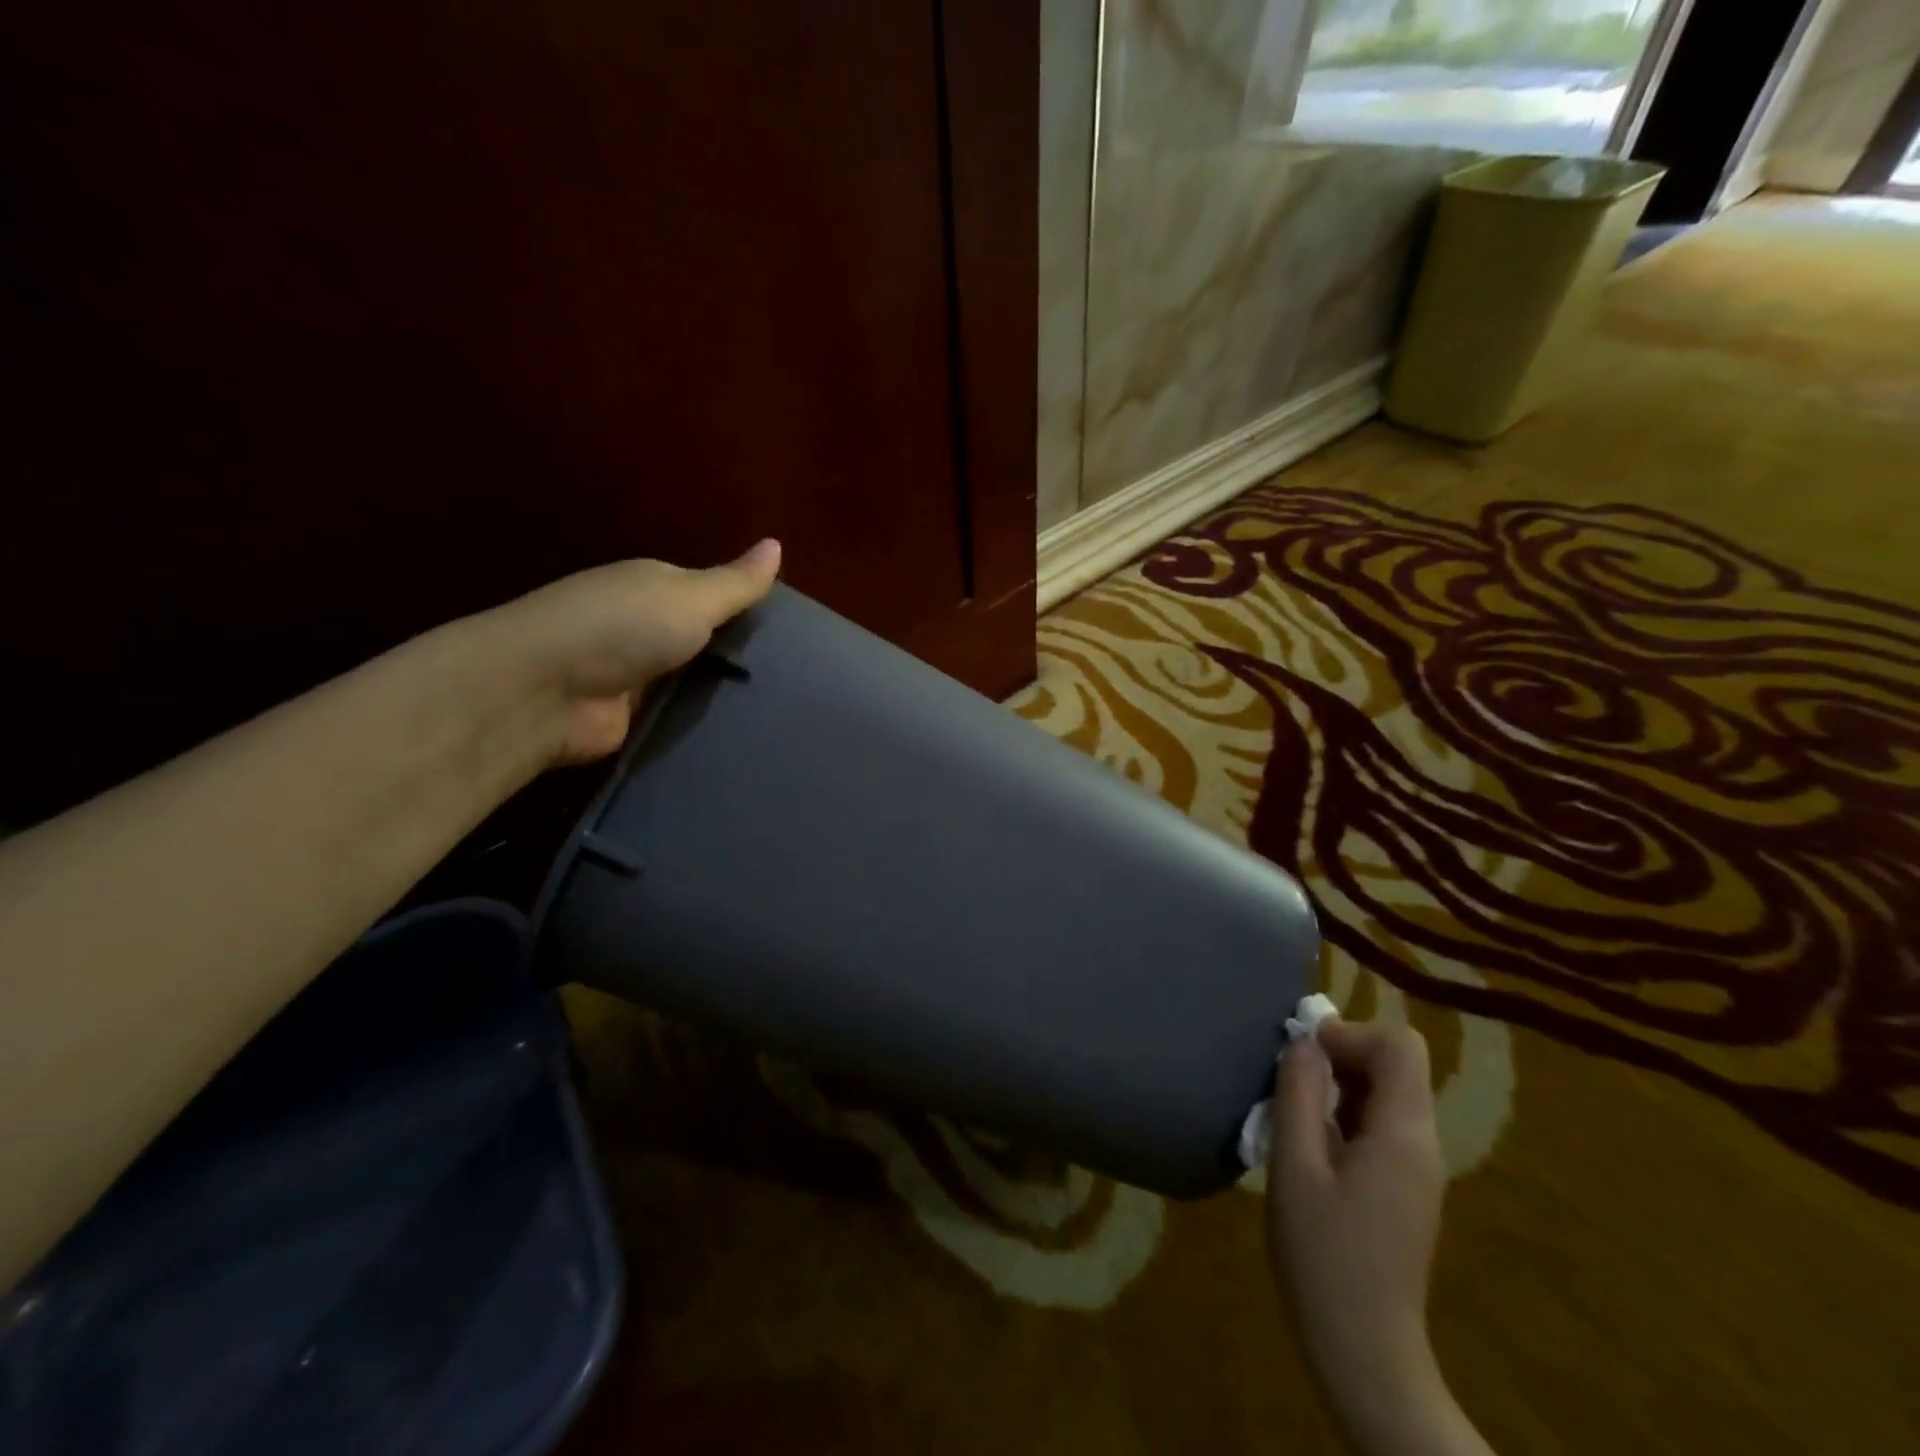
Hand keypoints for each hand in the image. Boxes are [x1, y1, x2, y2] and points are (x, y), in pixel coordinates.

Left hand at [481, 539, 780, 765]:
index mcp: (655, 586)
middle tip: (798, 678)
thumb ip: (735, 582)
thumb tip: (777, 543)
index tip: (797, 634)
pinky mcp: (630, 716)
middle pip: (706, 639)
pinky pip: (679, 714)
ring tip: (785, 709)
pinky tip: (745, 732)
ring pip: (696, 679)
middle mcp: (644, 625)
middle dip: (742, 655)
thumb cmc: (621, 628)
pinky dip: (703, 721)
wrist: (544, 691)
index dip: (750, 609)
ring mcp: (636, 672)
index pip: (713, 593)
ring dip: (725, 692)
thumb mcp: (690, 597)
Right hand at [1267, 1020, 1490, 1455]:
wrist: (1364, 1351)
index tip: (1303, 1054)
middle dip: (1341, 1056)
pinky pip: (1381, 1125)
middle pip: (1396, 1065)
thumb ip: (1300, 1095)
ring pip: (1387, 1093)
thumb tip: (1304, 1041)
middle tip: (1290, 1081)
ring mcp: (1418, 1169)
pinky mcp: (1405, 1189)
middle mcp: (1423, 1144)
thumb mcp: (1295, 1165)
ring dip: (1339, 1086)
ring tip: (1293, 1113)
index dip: (1350, 1034)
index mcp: (1403, 1134)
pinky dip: (1345, 1115)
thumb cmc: (1323, 1256)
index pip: (1400, 1045)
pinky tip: (1310, 1147)